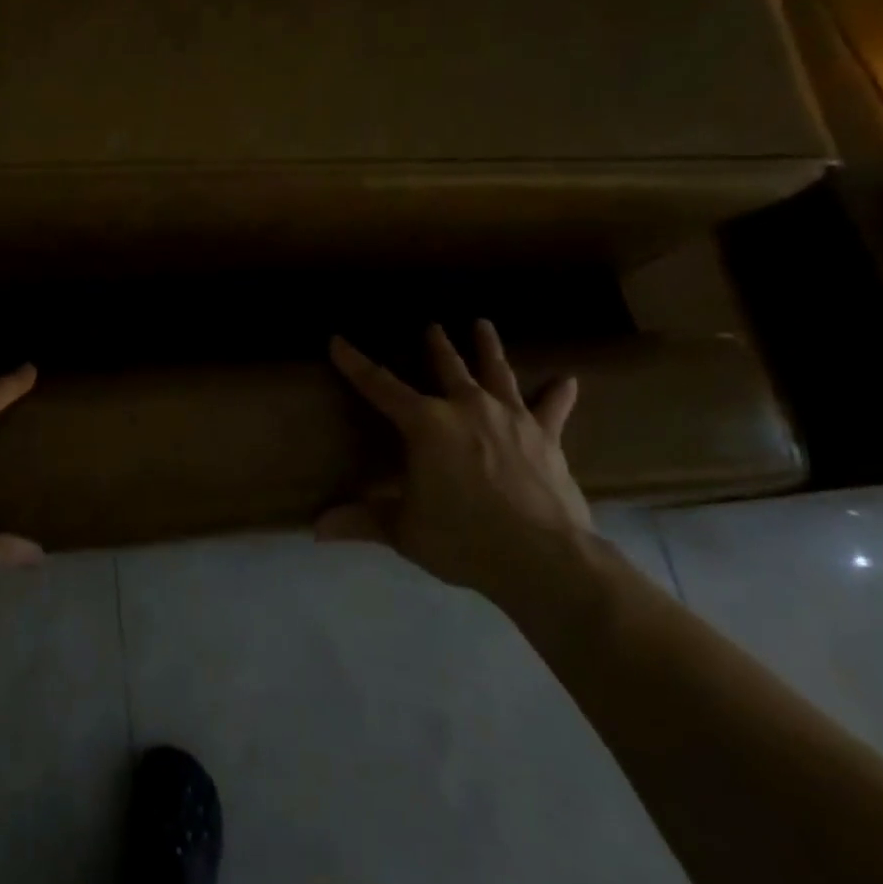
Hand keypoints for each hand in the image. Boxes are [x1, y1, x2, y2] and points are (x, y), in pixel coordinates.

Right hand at [320, 319, 590, 599]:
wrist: (543, 558)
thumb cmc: (463, 539)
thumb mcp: (404, 530)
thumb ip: (361, 521)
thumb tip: (314, 528)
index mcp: (426, 424)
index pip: (380, 386)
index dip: (355, 363)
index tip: (338, 341)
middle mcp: (467, 408)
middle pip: (448, 367)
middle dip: (436, 345)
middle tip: (432, 325)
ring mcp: (511, 418)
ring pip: (496, 372)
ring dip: (488, 348)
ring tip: (483, 324)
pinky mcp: (546, 437)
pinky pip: (552, 409)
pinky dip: (558, 395)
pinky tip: (568, 380)